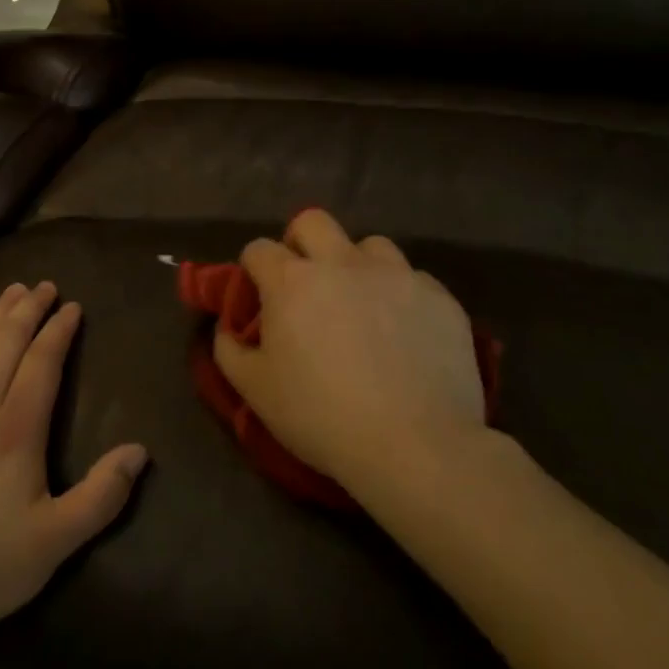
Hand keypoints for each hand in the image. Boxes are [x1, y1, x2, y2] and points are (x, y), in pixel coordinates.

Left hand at [0, 282, 148, 639]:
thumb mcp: (57, 541)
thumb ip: (102, 495)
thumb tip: (140, 452)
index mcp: (16, 429)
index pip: (43, 362)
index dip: (59, 330)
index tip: (72, 308)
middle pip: (8, 342)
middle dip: (30, 309)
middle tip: (46, 286)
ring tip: (14, 290)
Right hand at [213, 210, 486, 497]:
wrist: (416, 446)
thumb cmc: (322, 417)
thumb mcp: (254, 390)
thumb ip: (229, 349)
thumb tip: (229, 328)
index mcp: (292, 281)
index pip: (258, 249)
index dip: (253, 270)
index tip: (259, 298)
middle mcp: (342, 263)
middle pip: (313, 222)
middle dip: (301, 243)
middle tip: (305, 284)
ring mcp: (396, 275)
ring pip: (369, 246)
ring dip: (356, 266)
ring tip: (361, 305)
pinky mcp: (439, 298)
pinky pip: (413, 280)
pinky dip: (401, 297)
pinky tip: (404, 333)